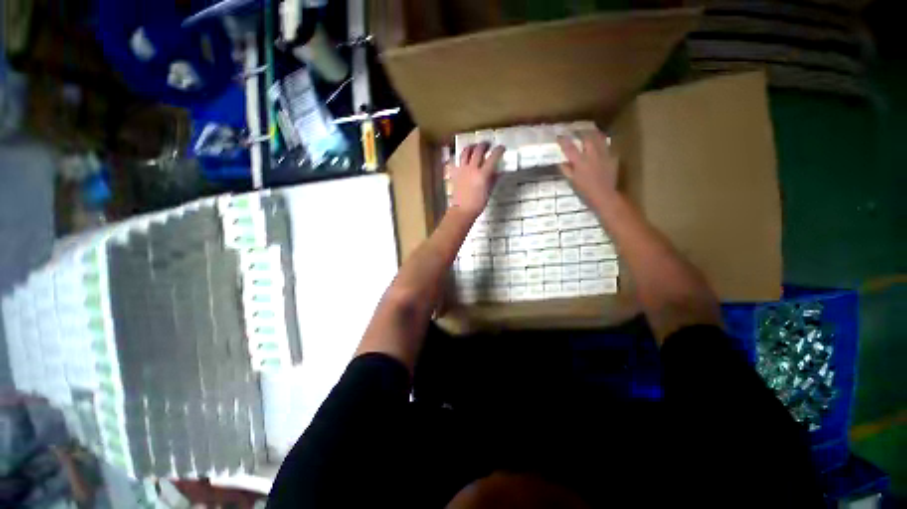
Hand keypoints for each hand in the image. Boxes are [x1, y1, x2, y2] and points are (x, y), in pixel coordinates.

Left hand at [446, 143, 504, 218]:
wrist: (462, 210)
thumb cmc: (478, 203)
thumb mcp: (489, 192)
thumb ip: (493, 179)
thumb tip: (498, 171)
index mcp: (482, 174)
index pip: (492, 157)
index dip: (498, 150)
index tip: (501, 147)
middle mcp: (472, 169)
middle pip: (478, 151)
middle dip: (484, 145)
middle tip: (487, 145)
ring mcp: (462, 170)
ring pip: (465, 152)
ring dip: (471, 147)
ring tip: (474, 146)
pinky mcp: (455, 173)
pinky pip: (456, 161)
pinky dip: (459, 157)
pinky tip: (462, 157)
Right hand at [557, 130, 617, 203]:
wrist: (604, 195)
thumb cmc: (585, 190)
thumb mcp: (572, 181)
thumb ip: (567, 170)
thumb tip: (561, 163)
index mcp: (580, 162)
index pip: (570, 148)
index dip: (564, 141)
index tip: (559, 136)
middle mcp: (592, 155)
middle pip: (587, 138)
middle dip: (581, 133)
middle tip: (577, 130)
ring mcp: (603, 155)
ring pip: (599, 139)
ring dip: (593, 133)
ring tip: (590, 130)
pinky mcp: (612, 158)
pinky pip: (607, 146)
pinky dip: (603, 143)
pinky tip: (601, 143)